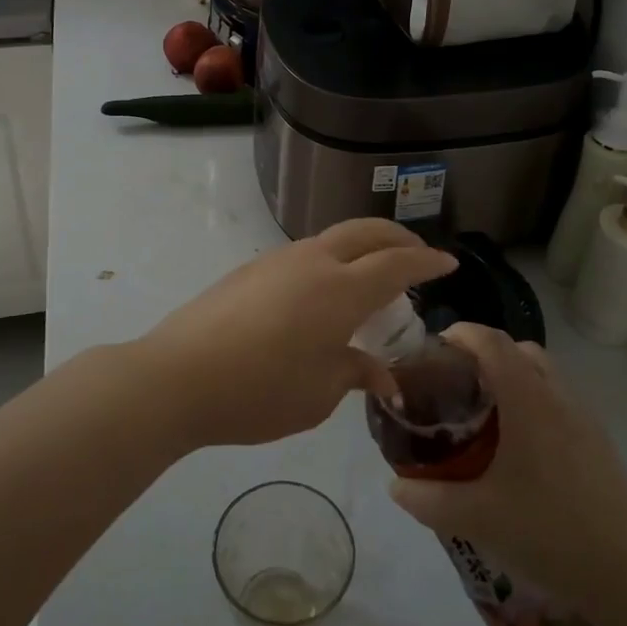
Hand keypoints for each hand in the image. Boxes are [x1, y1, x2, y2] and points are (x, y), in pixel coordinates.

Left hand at [131, 220, 456, 448]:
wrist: (178, 376)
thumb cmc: (260, 390)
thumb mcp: (319, 393)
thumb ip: (356, 373)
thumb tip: (382, 377)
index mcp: (340, 289)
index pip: (396, 265)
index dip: (426, 262)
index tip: (448, 263)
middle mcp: (313, 262)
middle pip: (366, 232)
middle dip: (398, 238)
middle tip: (417, 255)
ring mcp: (277, 260)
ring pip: (332, 238)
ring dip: (362, 246)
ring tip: (372, 274)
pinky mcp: (251, 269)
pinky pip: (305, 253)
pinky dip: (331, 260)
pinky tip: (323, 291)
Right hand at [387, 323, 626, 625]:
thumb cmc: (551, 535)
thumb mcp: (477, 519)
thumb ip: (428, 499)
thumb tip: (394, 485)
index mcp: (529, 401)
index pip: (492, 341)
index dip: (461, 333)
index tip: (433, 347)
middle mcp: (559, 397)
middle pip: (520, 349)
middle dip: (485, 353)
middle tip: (455, 381)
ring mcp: (585, 419)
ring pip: (544, 374)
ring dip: (512, 376)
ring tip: (484, 413)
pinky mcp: (600, 444)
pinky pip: (559, 400)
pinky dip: (533, 400)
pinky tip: (518, 447)